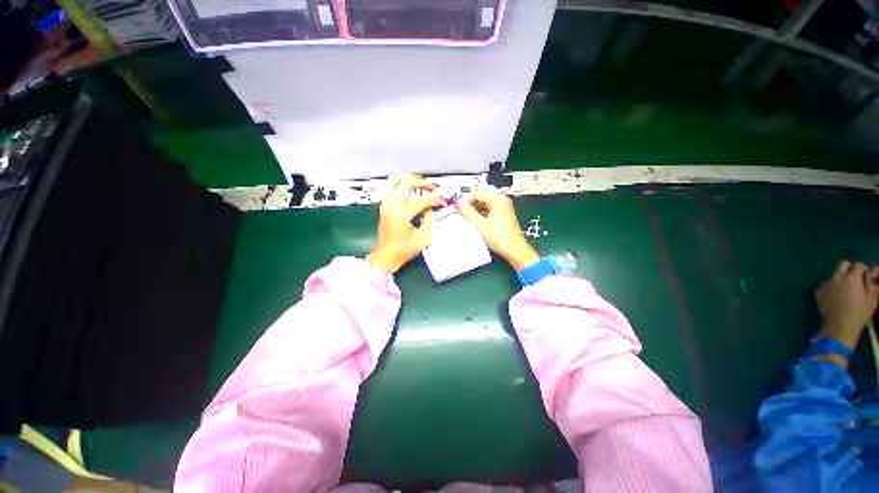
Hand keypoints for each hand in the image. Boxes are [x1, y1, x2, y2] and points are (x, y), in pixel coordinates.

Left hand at [365, 175, 443, 273]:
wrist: (386, 256)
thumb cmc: (404, 250)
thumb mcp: (423, 238)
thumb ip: (430, 220)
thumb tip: (430, 208)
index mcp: (400, 215)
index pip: (420, 200)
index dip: (433, 199)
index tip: (441, 200)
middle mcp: (391, 206)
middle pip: (405, 184)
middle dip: (421, 183)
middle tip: (432, 187)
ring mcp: (385, 204)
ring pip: (394, 181)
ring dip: (408, 178)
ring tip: (419, 181)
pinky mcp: (383, 206)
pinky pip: (389, 186)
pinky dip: (399, 182)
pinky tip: (408, 185)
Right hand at [456, 191, 539, 270]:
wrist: (514, 251)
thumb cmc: (501, 238)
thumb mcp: (481, 224)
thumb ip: (469, 212)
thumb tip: (460, 204)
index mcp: (499, 200)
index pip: (478, 194)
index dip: (466, 200)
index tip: (456, 206)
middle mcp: (501, 202)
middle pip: (480, 200)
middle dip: (469, 207)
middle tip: (458, 213)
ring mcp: (501, 210)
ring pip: (482, 207)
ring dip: (473, 213)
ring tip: (464, 219)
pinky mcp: (500, 217)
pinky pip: (486, 213)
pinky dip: (479, 217)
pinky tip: (472, 223)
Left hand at [816, 260, 878, 350]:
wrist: (840, 326)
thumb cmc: (859, 313)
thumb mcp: (872, 298)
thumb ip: (870, 283)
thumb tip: (867, 276)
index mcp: (851, 277)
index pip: (858, 265)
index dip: (863, 269)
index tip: (866, 276)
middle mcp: (836, 277)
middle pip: (843, 265)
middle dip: (850, 269)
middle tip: (855, 280)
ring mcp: (825, 284)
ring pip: (834, 275)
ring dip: (841, 278)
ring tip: (846, 290)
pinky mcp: (818, 291)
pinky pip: (826, 284)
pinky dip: (832, 287)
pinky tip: (836, 297)